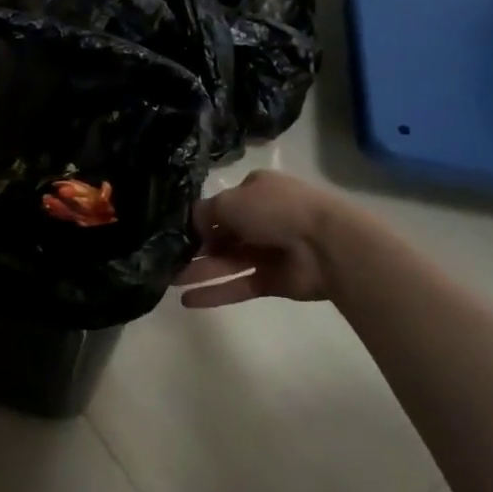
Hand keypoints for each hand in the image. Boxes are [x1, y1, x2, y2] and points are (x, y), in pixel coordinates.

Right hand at [176, 170, 351, 307]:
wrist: (327, 245)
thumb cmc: (276, 210)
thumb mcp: (231, 200)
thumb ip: (204, 213)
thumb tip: (192, 227)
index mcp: (255, 192)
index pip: (220, 205)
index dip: (198, 219)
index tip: (175, 232)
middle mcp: (261, 219)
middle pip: (221, 235)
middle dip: (195, 248)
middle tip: (165, 259)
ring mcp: (267, 251)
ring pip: (226, 262)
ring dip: (199, 271)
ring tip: (168, 281)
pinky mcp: (272, 281)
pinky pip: (238, 285)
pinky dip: (214, 292)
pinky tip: (187, 300)